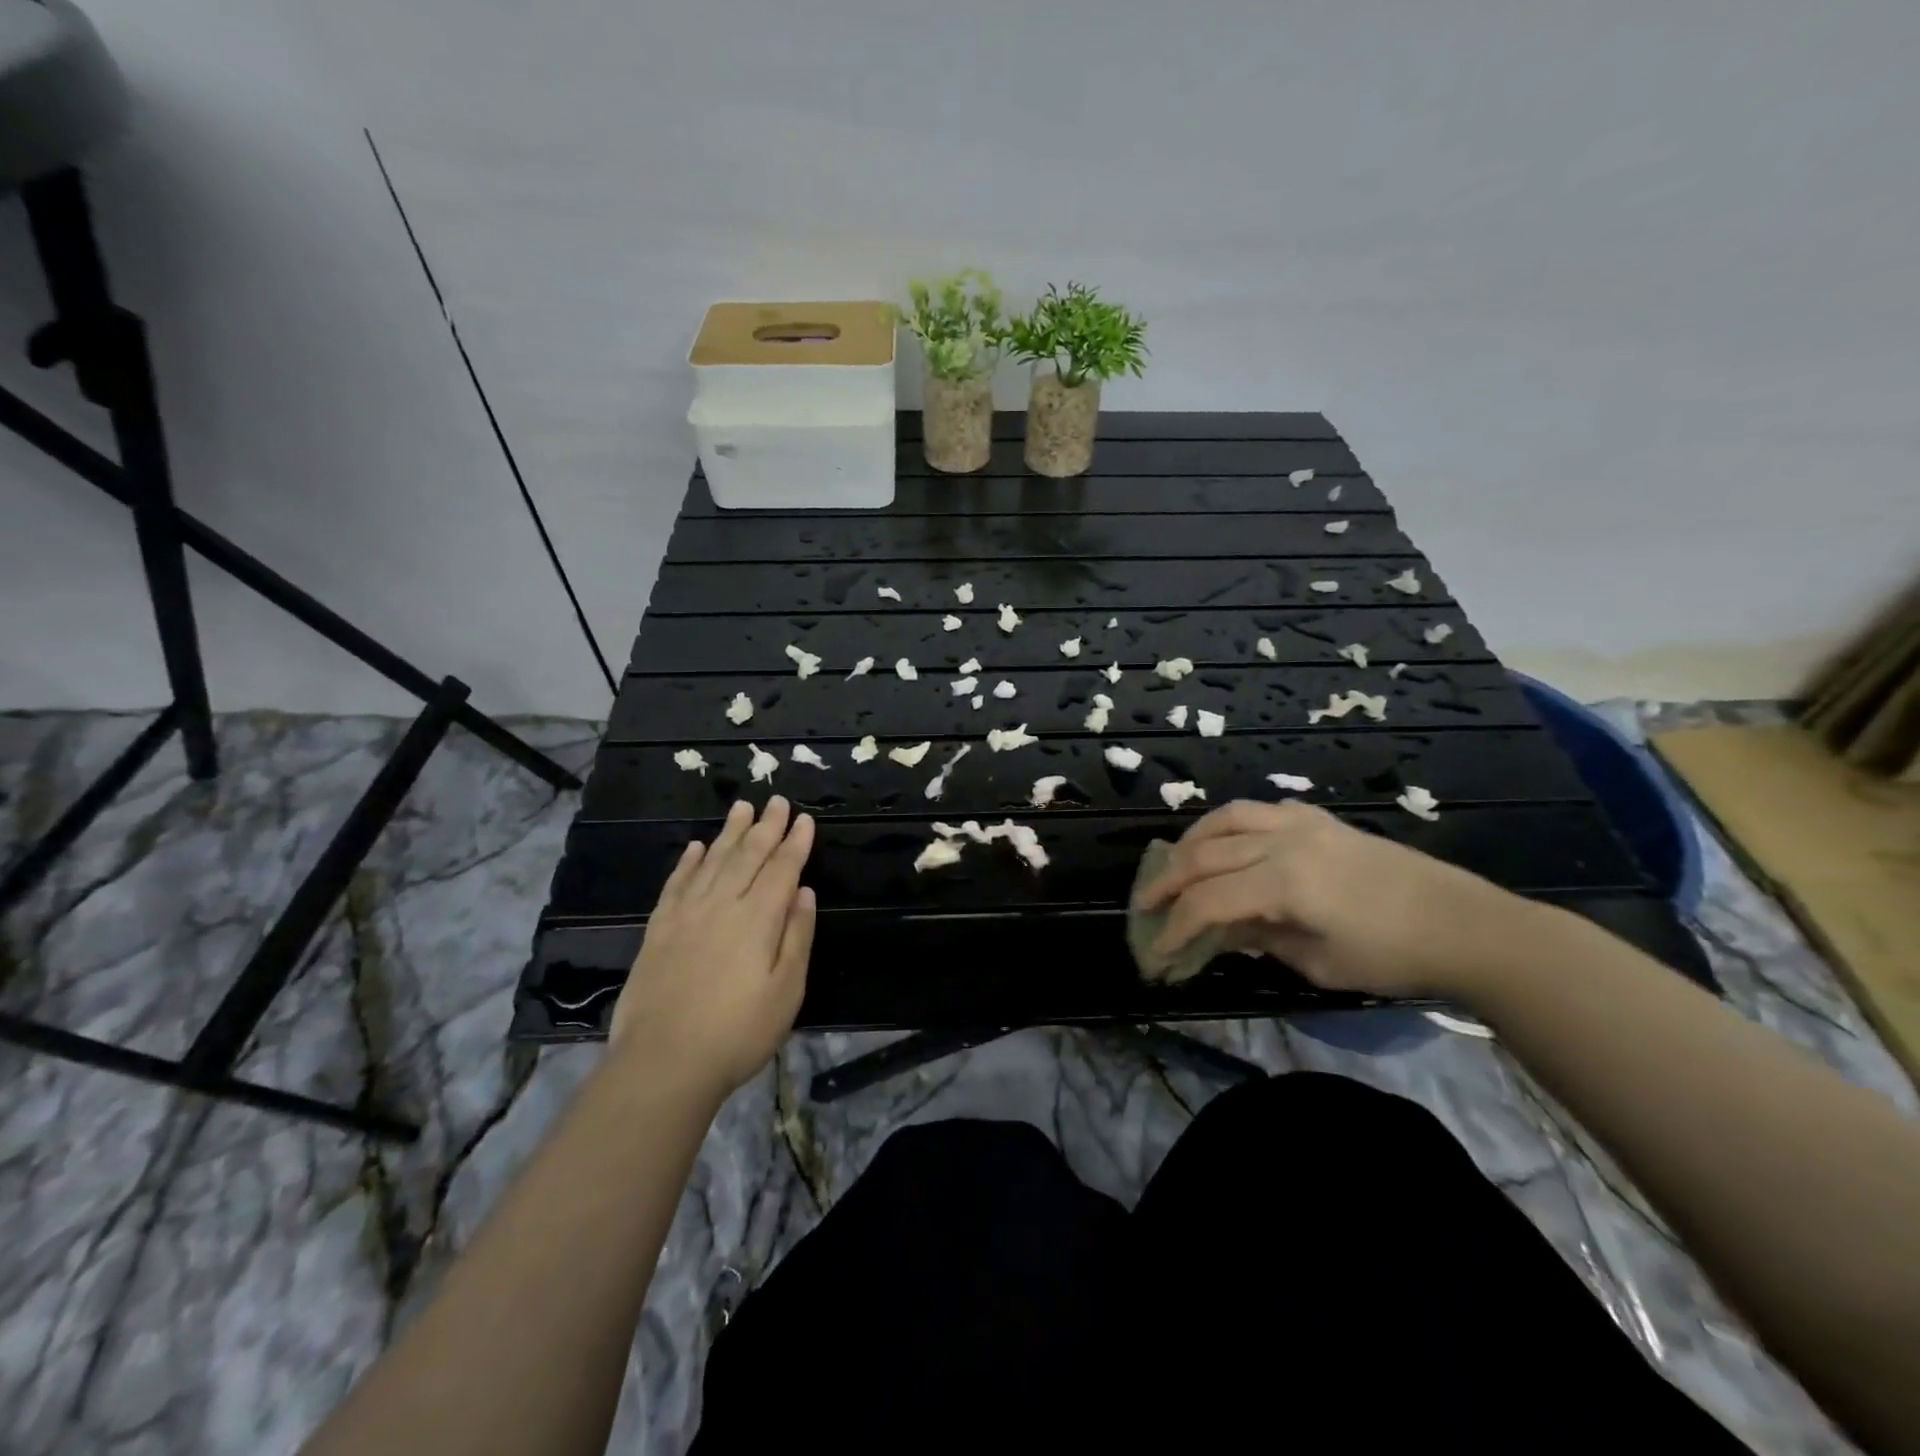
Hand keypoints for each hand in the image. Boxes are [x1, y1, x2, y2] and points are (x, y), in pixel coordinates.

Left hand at [609, 797, 816, 1097]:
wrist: (663, 1062)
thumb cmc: (738, 1032)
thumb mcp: (787, 991)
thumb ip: (797, 936)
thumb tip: (804, 891)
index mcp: (758, 919)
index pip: (781, 869)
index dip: (795, 843)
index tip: (805, 819)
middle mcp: (722, 905)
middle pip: (748, 855)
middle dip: (766, 826)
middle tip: (777, 801)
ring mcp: (686, 915)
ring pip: (713, 861)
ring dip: (730, 832)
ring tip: (742, 807)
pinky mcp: (659, 930)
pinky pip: (677, 883)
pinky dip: (689, 862)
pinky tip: (697, 847)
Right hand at [1133, 799, 1539, 999]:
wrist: (1465, 925)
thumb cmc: (1392, 957)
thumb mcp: (1318, 963)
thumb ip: (1258, 940)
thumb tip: (1217, 932)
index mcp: (1284, 883)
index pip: (1208, 901)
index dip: (1175, 927)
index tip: (1158, 954)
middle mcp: (1284, 841)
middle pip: (1204, 854)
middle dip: (1167, 881)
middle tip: (1145, 904)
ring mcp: (1302, 822)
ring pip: (1225, 818)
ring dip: (1191, 841)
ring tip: (1175, 864)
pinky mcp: (1319, 818)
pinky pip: (1260, 810)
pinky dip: (1231, 825)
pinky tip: (1228, 843)